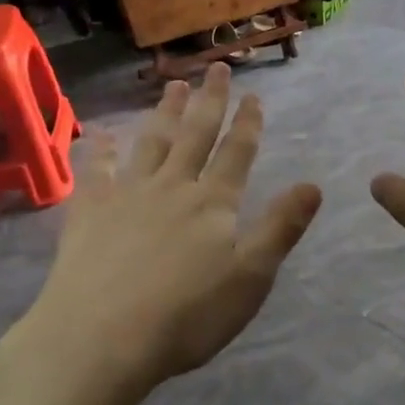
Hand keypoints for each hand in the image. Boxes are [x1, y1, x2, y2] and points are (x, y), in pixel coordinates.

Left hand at [23, 64, 322, 389]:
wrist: (102, 336)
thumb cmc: (187, 316)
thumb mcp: (250, 278)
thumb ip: (280, 228)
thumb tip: (313, 185)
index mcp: (212, 203)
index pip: (236, 153)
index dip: (247, 123)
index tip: (253, 95)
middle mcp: (172, 186)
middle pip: (195, 135)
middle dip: (209, 101)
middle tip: (216, 69)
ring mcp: (128, 194)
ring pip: (152, 142)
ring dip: (165, 113)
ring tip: (174, 85)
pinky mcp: (90, 211)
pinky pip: (98, 170)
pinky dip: (101, 150)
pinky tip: (102, 134)